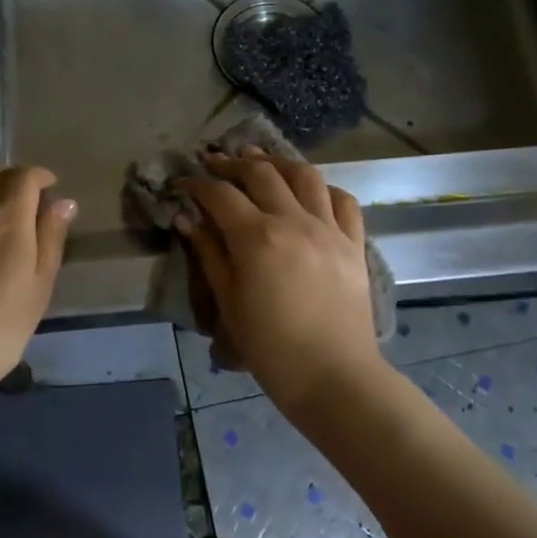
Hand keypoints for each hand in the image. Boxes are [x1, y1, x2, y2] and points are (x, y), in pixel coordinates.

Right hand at [178, 150, 385, 414]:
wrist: (333, 375)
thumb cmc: (271, 347)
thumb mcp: (229, 301)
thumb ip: (209, 254)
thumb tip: (187, 218)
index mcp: (257, 237)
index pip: (221, 194)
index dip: (197, 183)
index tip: (183, 181)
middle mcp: (294, 221)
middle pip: (261, 173)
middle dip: (233, 163)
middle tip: (215, 163)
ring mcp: (329, 228)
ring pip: (305, 175)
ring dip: (278, 163)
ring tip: (260, 162)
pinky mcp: (354, 242)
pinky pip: (343, 200)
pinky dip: (323, 188)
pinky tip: (310, 192)